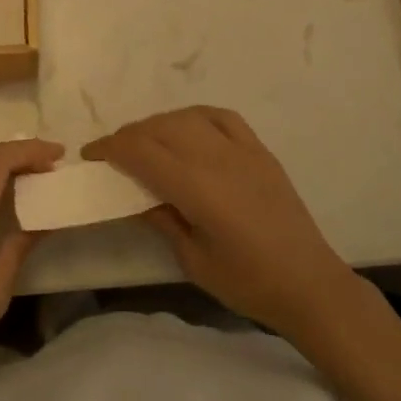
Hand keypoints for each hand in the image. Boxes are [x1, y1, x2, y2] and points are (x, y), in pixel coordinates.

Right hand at [83, 107, 360, 340]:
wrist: (310, 284)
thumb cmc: (248, 282)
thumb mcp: (193, 261)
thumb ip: (162, 220)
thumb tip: (135, 196)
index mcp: (196, 187)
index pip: (141, 151)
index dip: (110, 147)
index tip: (91, 154)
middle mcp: (215, 157)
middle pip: (159, 128)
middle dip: (129, 135)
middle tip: (114, 154)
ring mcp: (240, 148)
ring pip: (186, 117)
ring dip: (158, 124)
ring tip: (147, 142)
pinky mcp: (259, 149)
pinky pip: (220, 116)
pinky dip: (194, 116)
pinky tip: (187, 128)